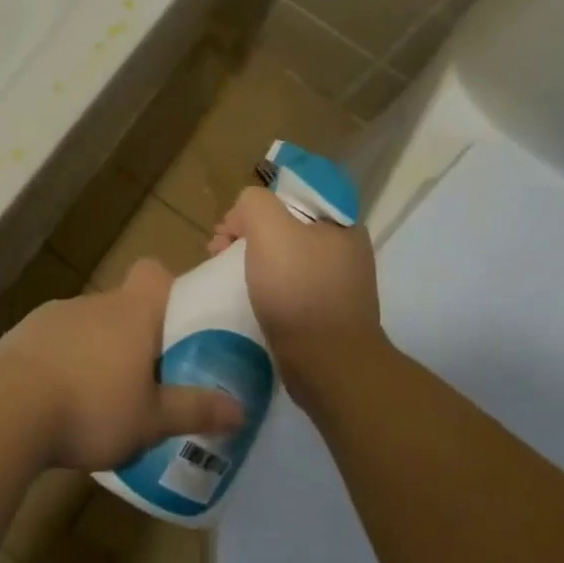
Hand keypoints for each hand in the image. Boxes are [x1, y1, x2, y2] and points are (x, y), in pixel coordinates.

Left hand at [0, 259, 243, 470]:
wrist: (8, 408)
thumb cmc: (93, 408)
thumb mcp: (152, 420)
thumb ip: (195, 410)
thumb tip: (240, 408)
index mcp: (131, 312)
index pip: (153, 272)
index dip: (167, 288)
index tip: (174, 321)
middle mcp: (94, 302)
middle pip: (122, 305)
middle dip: (133, 335)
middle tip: (144, 378)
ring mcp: (54, 314)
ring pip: (87, 324)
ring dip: (96, 349)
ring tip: (99, 398)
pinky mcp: (23, 333)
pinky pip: (54, 340)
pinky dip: (61, 359)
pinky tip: (58, 399)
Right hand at [209, 186, 384, 393]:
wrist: (328, 366)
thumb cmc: (299, 290)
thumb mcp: (270, 229)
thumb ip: (254, 203)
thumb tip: (245, 213)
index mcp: (341, 224)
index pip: (291, 196)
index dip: (256, 205)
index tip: (232, 225)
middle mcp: (345, 250)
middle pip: (285, 226)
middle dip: (247, 233)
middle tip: (218, 249)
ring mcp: (337, 284)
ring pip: (284, 257)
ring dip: (251, 260)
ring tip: (223, 273)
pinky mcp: (325, 313)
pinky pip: (288, 286)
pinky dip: (264, 286)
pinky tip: (245, 296)